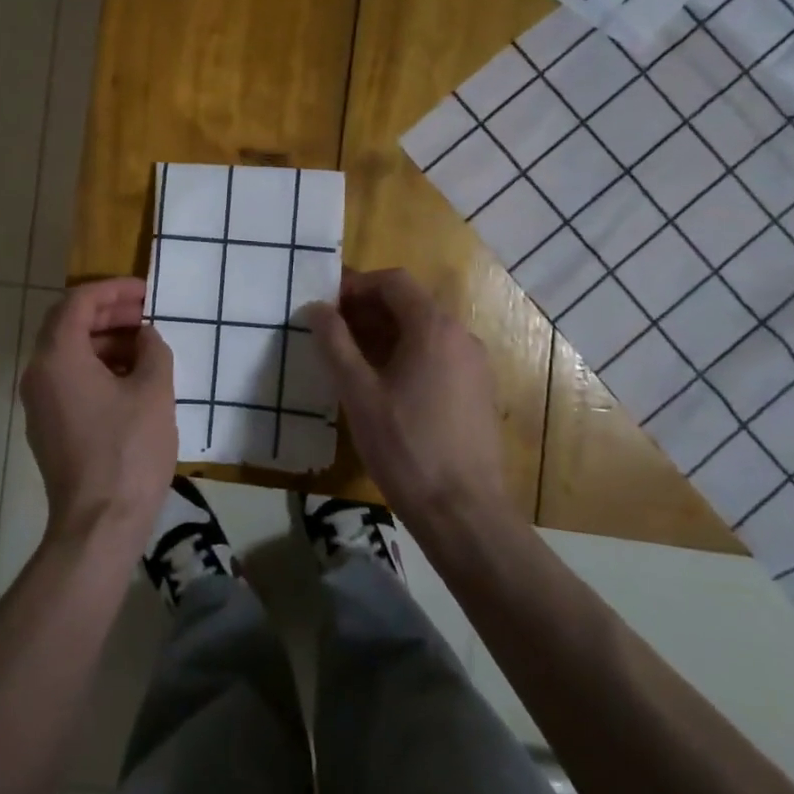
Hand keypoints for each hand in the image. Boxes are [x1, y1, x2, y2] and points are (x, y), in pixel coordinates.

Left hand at [20, 278, 177, 547]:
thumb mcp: (154, 392)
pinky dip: (95, 367)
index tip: (145, 292)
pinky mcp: (47, 426)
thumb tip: (145, 336)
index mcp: (58, 357)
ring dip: (103, 340)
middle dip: (107, 313)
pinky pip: (67, 379)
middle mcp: (38, 373)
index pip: (77, 302)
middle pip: (67, 324)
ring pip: (67, 353)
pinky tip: (129, 378)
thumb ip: (153, 350)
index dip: (112, 290)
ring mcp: (38, 402)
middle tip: (145, 314)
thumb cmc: (128, 451)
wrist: (98, 524)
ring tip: (144, 346)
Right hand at [306, 268, 511, 529]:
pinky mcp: (477, 391)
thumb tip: (316, 308)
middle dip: (367, 310)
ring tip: (350, 359)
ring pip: (424, 331)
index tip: (327, 307)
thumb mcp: (358, 393)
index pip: (393, 281)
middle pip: (410, 303)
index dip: (356, 286)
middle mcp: (461, 336)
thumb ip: (335, 344)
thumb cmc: (405, 447)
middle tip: (331, 332)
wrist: (464, 512)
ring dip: (385, 333)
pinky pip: (438, 355)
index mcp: (434, 328)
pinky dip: (407, 354)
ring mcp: (474, 365)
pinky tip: (382, 386)